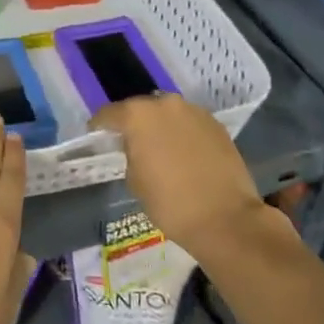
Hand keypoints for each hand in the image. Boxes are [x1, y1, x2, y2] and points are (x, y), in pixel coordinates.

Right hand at [93, 94, 264, 264]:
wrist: (225, 219)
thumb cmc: (170, 203)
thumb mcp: (134, 180)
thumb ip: (130, 154)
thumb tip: (137, 148)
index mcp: (137, 116)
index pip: (109, 114)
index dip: (100, 126)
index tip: (97, 136)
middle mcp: (165, 104)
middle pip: (141, 108)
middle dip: (134, 123)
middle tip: (131, 142)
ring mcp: (194, 112)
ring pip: (168, 114)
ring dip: (161, 126)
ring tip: (161, 148)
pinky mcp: (216, 125)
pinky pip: (190, 124)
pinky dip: (183, 134)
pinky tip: (184, 154)